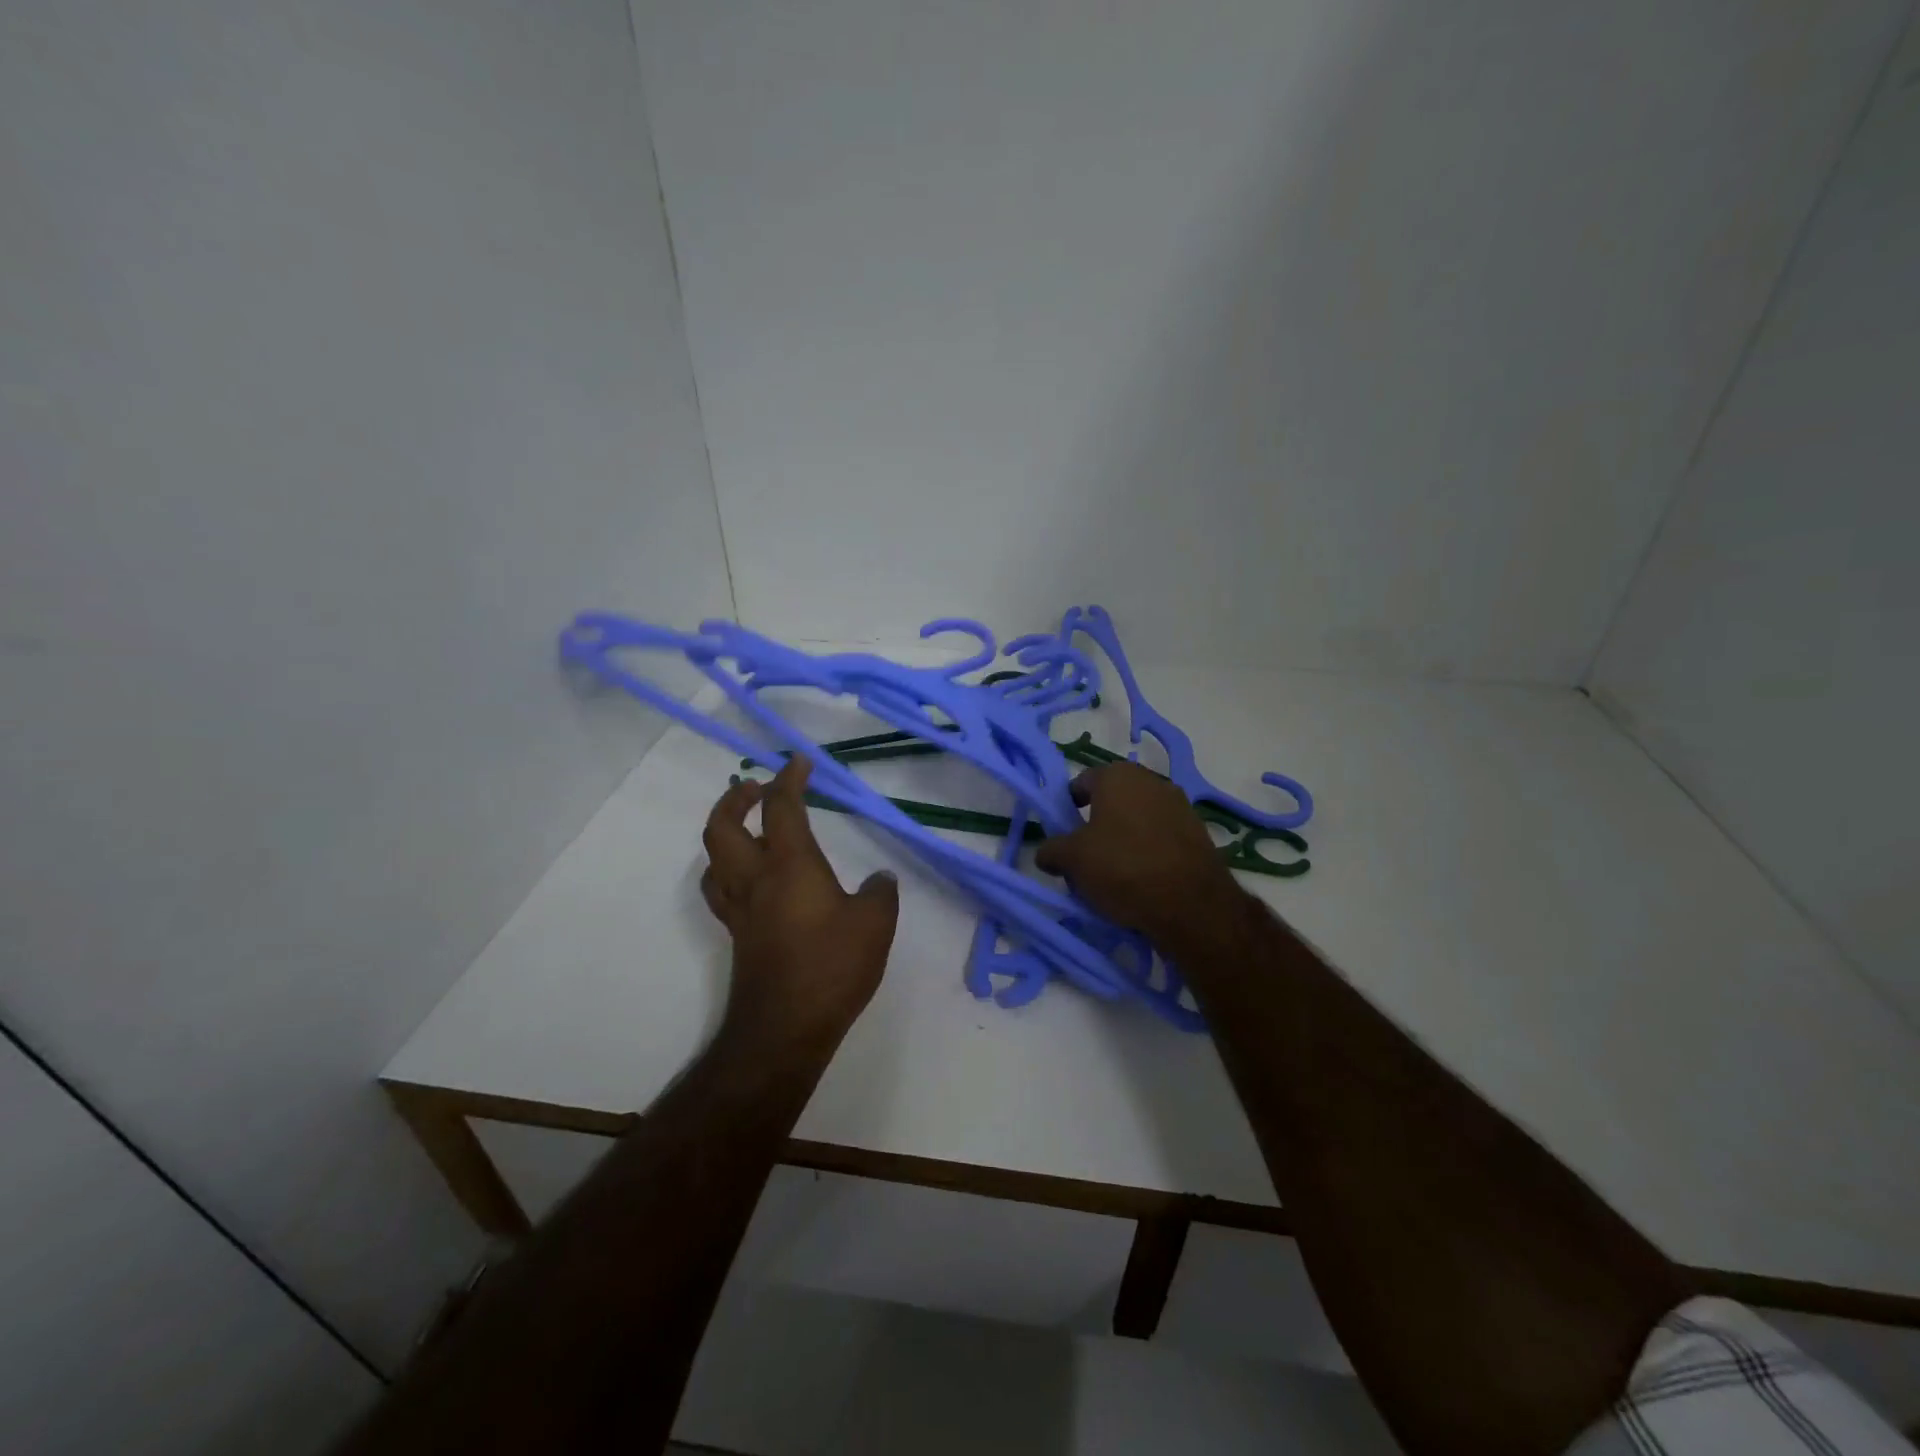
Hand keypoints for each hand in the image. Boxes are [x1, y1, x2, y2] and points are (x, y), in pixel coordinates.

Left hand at [700, 756, 899, 1052]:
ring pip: (713, 858)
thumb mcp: (874, 924)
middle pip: (722, 826)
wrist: (784, 1029)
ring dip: (725, 832)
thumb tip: (879, 880)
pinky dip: (728, 870)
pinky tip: (752, 879)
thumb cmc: (831, 967)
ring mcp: (740, 909)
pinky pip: (721, 889)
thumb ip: (879, 893)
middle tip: (757, 788)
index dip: (790, 779)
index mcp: (790, 865)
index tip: (800, 763)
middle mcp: (755, 879)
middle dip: (736, 798)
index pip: (782, 808)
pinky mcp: (738, 935)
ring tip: (750, 828)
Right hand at [1034, 761, 1241, 946]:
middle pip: (1113, 800)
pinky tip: (1143, 880)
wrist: (1191, 904)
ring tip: (1114, 872)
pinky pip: (1162, 837)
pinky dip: (1149, 851)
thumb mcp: (1072, 860)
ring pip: (1139, 818)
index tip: (1063, 833)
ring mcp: (1180, 805)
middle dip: (1097, 823)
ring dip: (1125, 837)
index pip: (1082, 782)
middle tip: (1085, 855)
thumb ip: (1052, 850)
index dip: (1068, 806)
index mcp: (1117, 776)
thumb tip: (1046, 853)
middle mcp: (1151, 780)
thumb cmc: (1122, 868)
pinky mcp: (1199, 833)